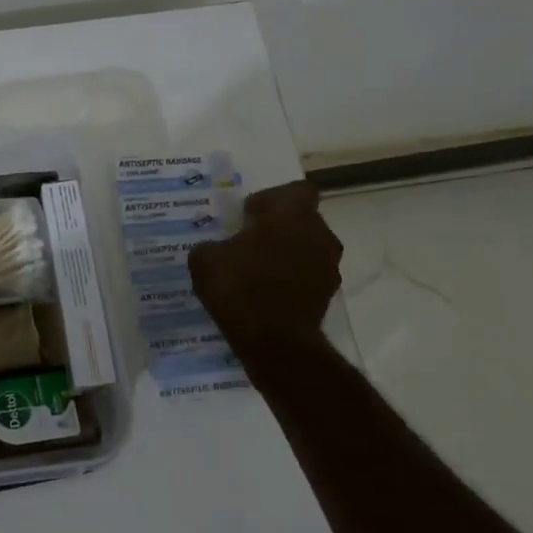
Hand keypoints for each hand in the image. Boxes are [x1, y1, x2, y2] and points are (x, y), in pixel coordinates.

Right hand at [187, 181, 342, 349]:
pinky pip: (307, 276)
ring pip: (307, 248)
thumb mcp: (204, 259)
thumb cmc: (239, 286)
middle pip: (302, 220)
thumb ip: (213, 245)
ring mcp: (328, 267)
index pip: (296, 190)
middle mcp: (318, 235)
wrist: (274, 342)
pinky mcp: (327, 296)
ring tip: (256, 268)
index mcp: (292, 215)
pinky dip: (290, 279)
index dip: (272, 198)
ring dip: (286, 253)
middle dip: (278, 227)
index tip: (249, 214)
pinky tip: (264, 292)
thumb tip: (217, 249)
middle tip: (248, 240)